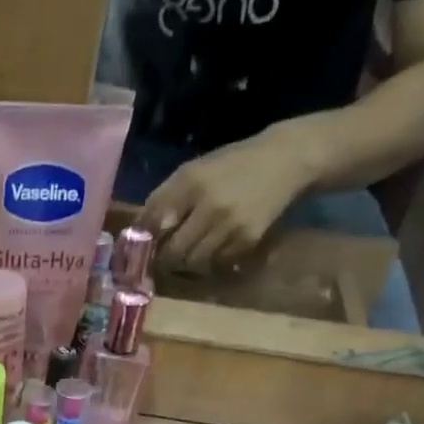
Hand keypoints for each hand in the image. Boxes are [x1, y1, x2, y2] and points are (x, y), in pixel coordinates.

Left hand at [141, 129, 316, 271]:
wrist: (286, 160)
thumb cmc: (232, 166)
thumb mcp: (195, 170)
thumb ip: (165, 199)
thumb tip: (137, 232)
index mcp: (190, 180)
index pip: (154, 221)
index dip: (143, 242)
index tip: (138, 252)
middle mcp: (208, 205)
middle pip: (172, 252)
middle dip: (165, 259)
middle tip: (165, 258)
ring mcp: (229, 225)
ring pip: (193, 262)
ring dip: (187, 262)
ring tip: (191, 250)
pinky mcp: (247, 240)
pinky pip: (217, 262)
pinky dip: (212, 260)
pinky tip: (217, 246)